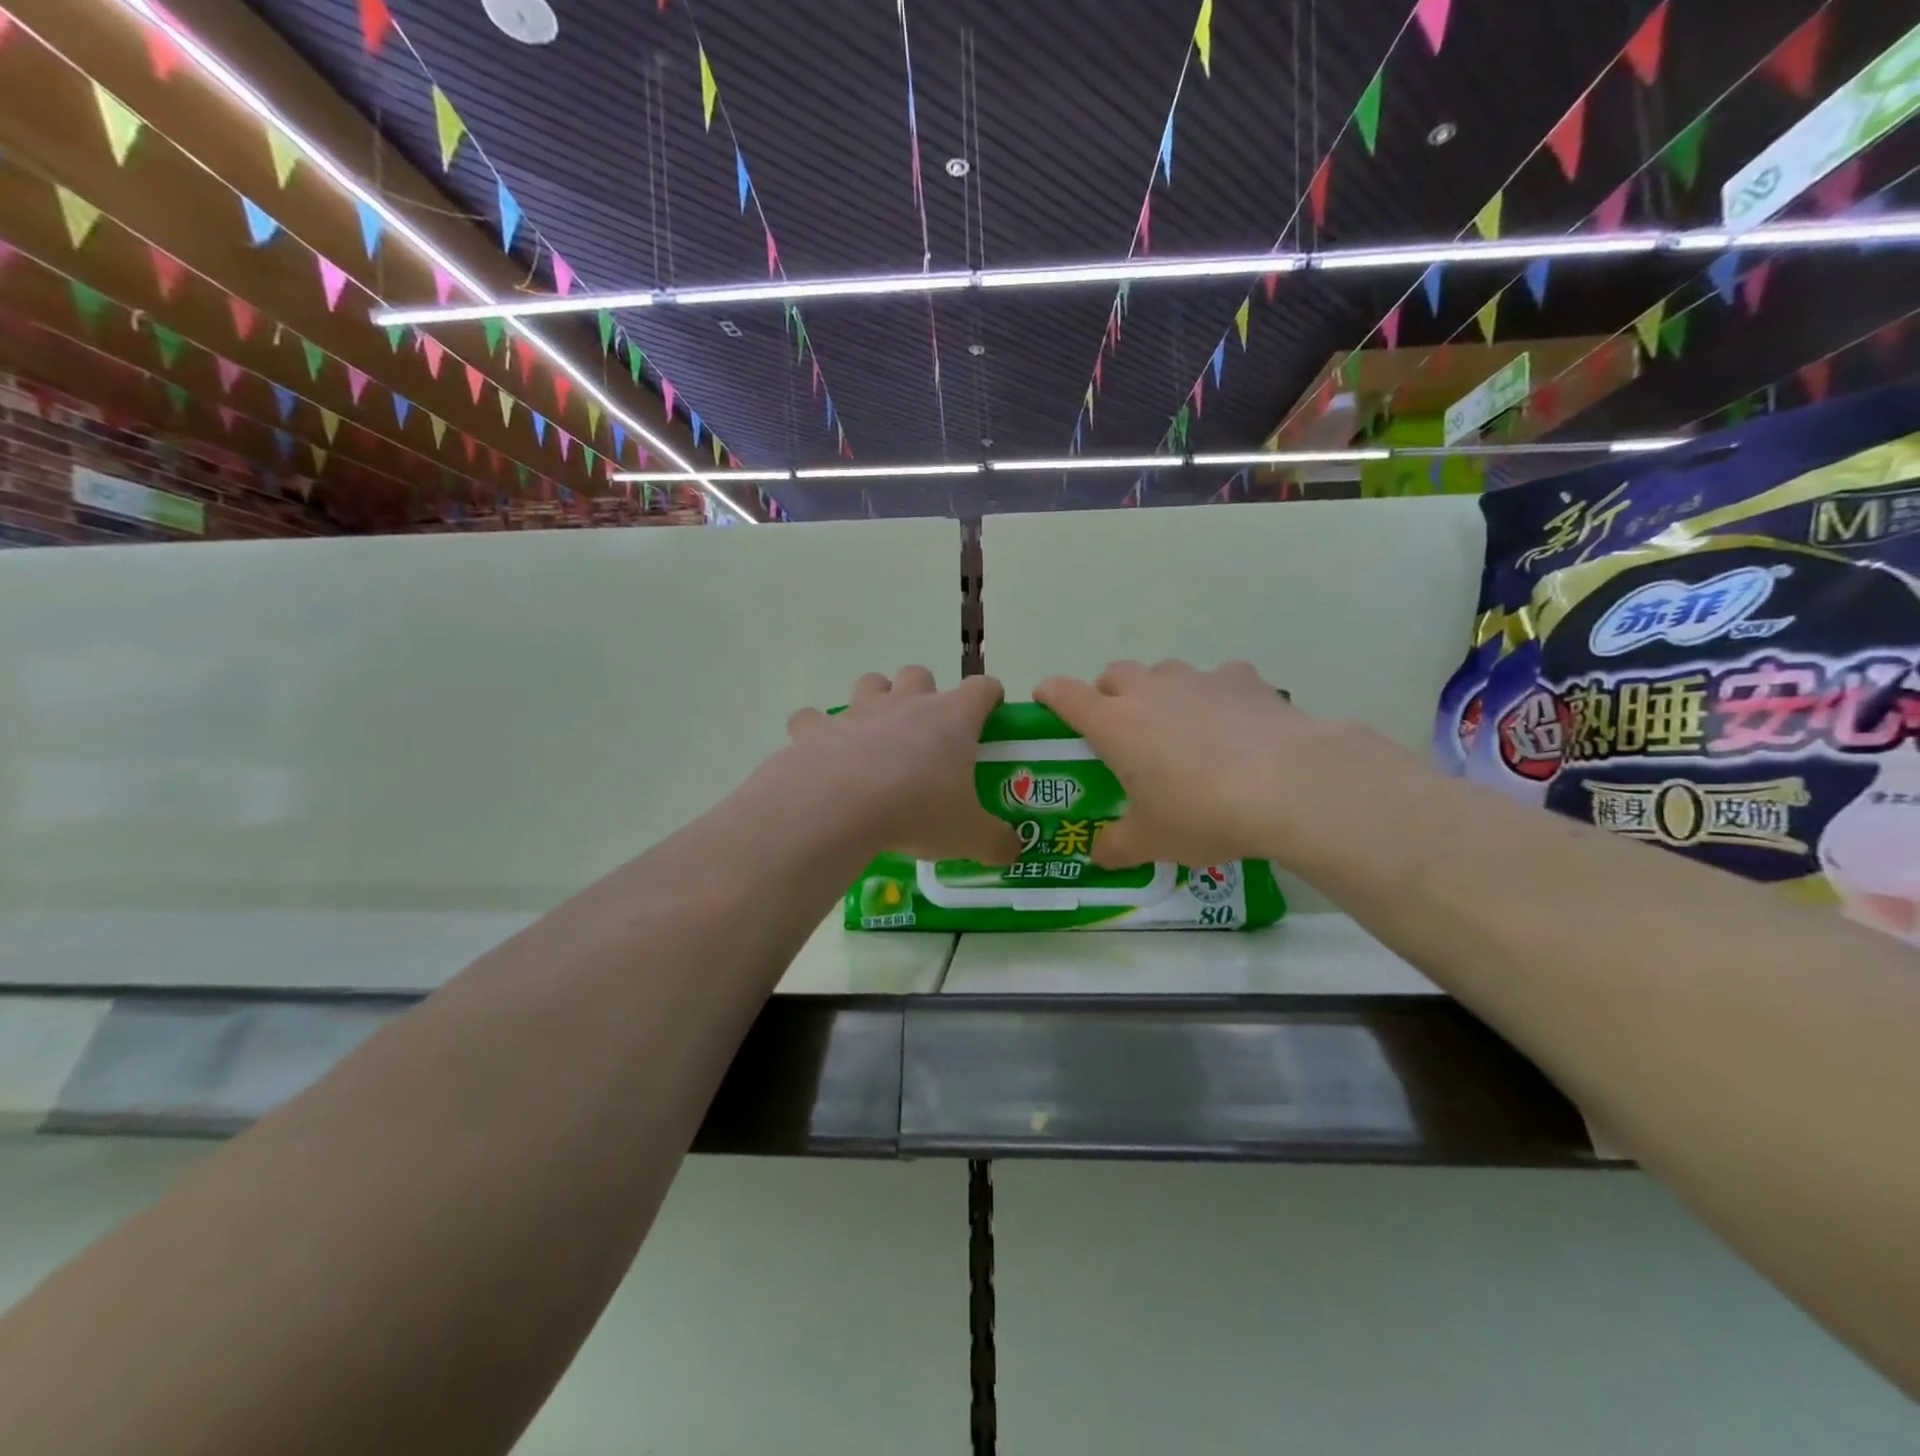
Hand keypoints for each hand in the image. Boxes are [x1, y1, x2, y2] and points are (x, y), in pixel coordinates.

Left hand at [784, 668, 1021, 863]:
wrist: (840, 808)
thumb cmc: (917, 811)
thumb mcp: (968, 835)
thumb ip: (995, 841)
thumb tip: (1013, 851)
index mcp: (951, 718)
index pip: (982, 688)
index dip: (989, 697)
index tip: (990, 713)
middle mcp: (906, 703)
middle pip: (919, 674)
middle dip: (924, 694)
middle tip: (926, 733)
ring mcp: (858, 711)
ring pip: (870, 683)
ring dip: (875, 700)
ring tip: (875, 736)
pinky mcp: (816, 729)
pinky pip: (812, 719)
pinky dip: (817, 731)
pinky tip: (821, 753)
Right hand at [1034, 659, 1358, 867]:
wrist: (1290, 786)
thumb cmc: (1203, 813)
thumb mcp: (1153, 841)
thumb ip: (1117, 846)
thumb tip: (1098, 855)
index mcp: (1115, 725)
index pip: (1066, 695)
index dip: (1050, 694)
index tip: (1045, 699)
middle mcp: (1150, 692)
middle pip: (1114, 674)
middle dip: (1108, 694)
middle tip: (1120, 728)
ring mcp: (1198, 679)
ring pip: (1164, 672)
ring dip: (1160, 692)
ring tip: (1180, 728)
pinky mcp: (1242, 679)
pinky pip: (1217, 679)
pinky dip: (1215, 696)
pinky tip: (1234, 725)